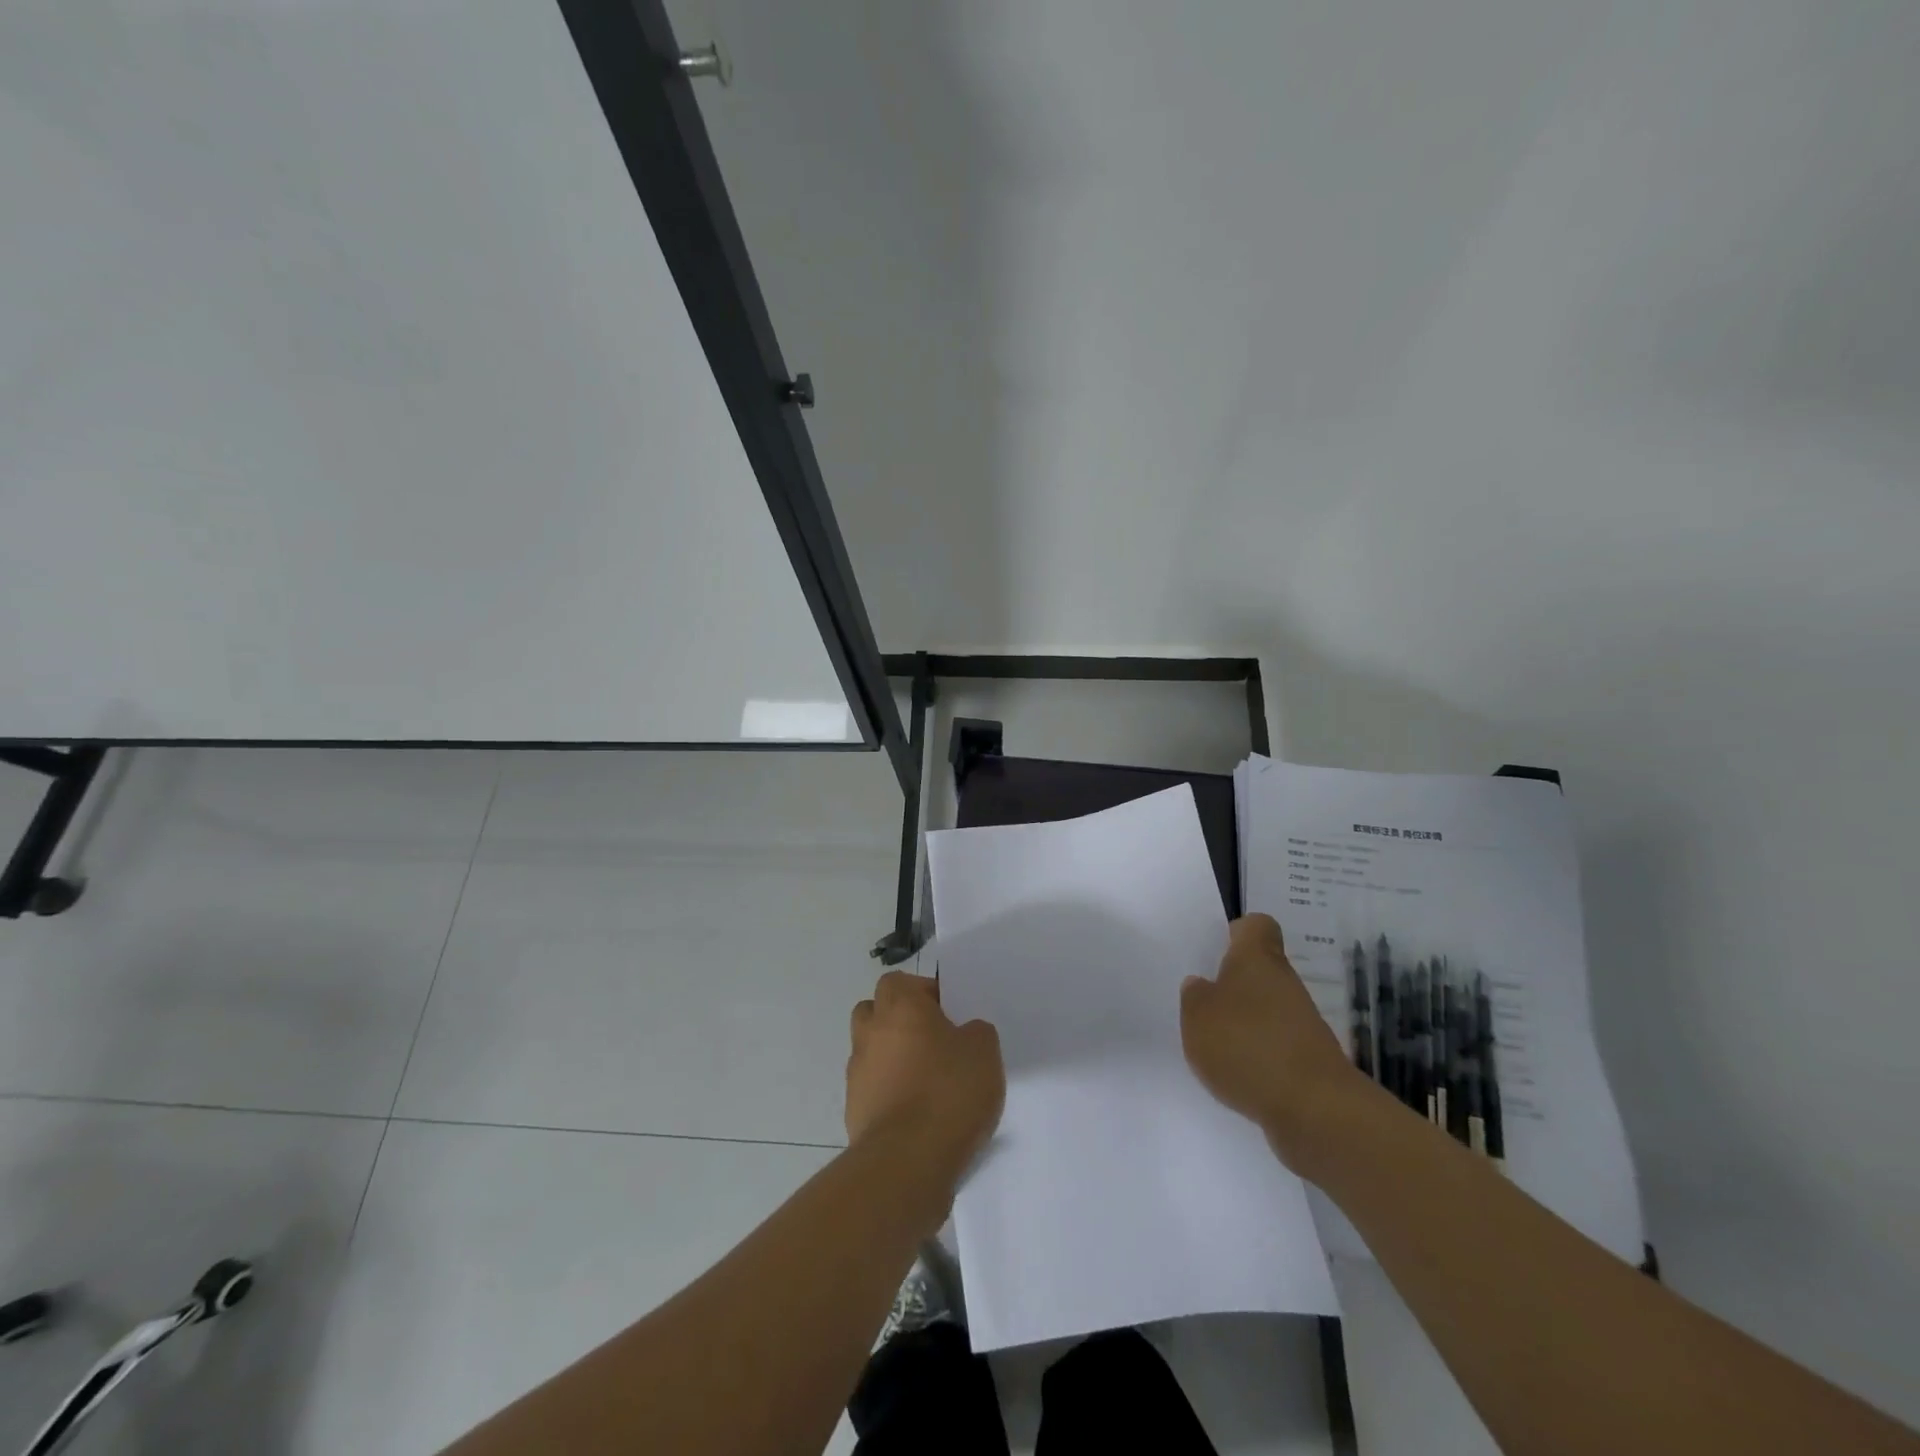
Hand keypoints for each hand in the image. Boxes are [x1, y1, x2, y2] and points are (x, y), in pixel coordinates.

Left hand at [847, 971, 1004, 1177]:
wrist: (907, 1162)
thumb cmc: (948, 1092)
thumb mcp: (984, 1050)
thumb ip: (975, 1032)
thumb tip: (964, 1034)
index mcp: (899, 1006)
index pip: (900, 982)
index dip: (924, 993)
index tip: (949, 1014)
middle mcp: (870, 1032)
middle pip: (876, 1011)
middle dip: (900, 1022)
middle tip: (934, 1042)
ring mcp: (857, 1073)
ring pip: (872, 1051)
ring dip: (893, 1059)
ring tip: (927, 1082)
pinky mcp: (853, 1111)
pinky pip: (873, 1090)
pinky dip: (890, 1094)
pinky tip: (918, 1115)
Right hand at [1181, 914, 1361, 1166]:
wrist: (1314, 1110)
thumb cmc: (1247, 1046)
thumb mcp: (1197, 1016)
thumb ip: (1194, 997)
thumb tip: (1202, 985)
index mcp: (1257, 960)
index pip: (1257, 926)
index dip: (1238, 932)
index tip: (1219, 947)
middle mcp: (1284, 983)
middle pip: (1260, 970)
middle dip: (1233, 985)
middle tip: (1202, 1002)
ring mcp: (1302, 1022)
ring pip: (1268, 1008)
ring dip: (1244, 1022)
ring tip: (1213, 1044)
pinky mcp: (1310, 1060)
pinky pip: (1276, 1044)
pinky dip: (1258, 1055)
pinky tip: (1237, 1075)